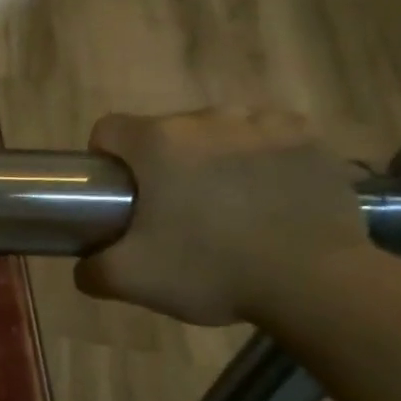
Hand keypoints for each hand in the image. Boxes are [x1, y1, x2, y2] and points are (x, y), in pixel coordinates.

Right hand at [73, 109, 371, 325]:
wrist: (315, 282)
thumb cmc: (211, 270)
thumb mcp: (131, 280)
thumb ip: (92, 269)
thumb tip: (84, 264)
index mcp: (157, 143)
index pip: (109, 129)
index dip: (105, 160)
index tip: (120, 195)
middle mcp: (207, 119)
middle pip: (164, 132)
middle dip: (161, 164)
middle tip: (174, 213)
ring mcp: (262, 123)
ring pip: (217, 132)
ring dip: (211, 158)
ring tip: (227, 205)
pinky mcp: (308, 138)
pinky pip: (269, 136)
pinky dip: (261, 158)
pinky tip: (268, 194)